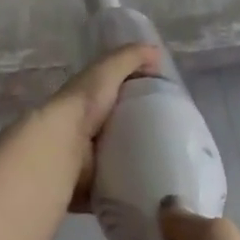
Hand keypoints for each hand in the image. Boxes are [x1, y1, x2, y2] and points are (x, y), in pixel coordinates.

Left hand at [37, 44, 159, 211]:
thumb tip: (157, 52)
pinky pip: (118, 186)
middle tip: (178, 138)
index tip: (171, 107)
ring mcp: (89, 159)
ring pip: (121, 157)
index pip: (119, 97)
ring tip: (173, 164)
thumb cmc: (84, 104)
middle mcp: (88, 129)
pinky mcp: (93, 185)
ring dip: (140, 160)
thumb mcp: (107, 71)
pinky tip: (157, 187)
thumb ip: (129, 58)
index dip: (141, 98)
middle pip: (121, 128)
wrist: (61, 146)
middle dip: (145, 132)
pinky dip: (133, 187)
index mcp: (90, 101)